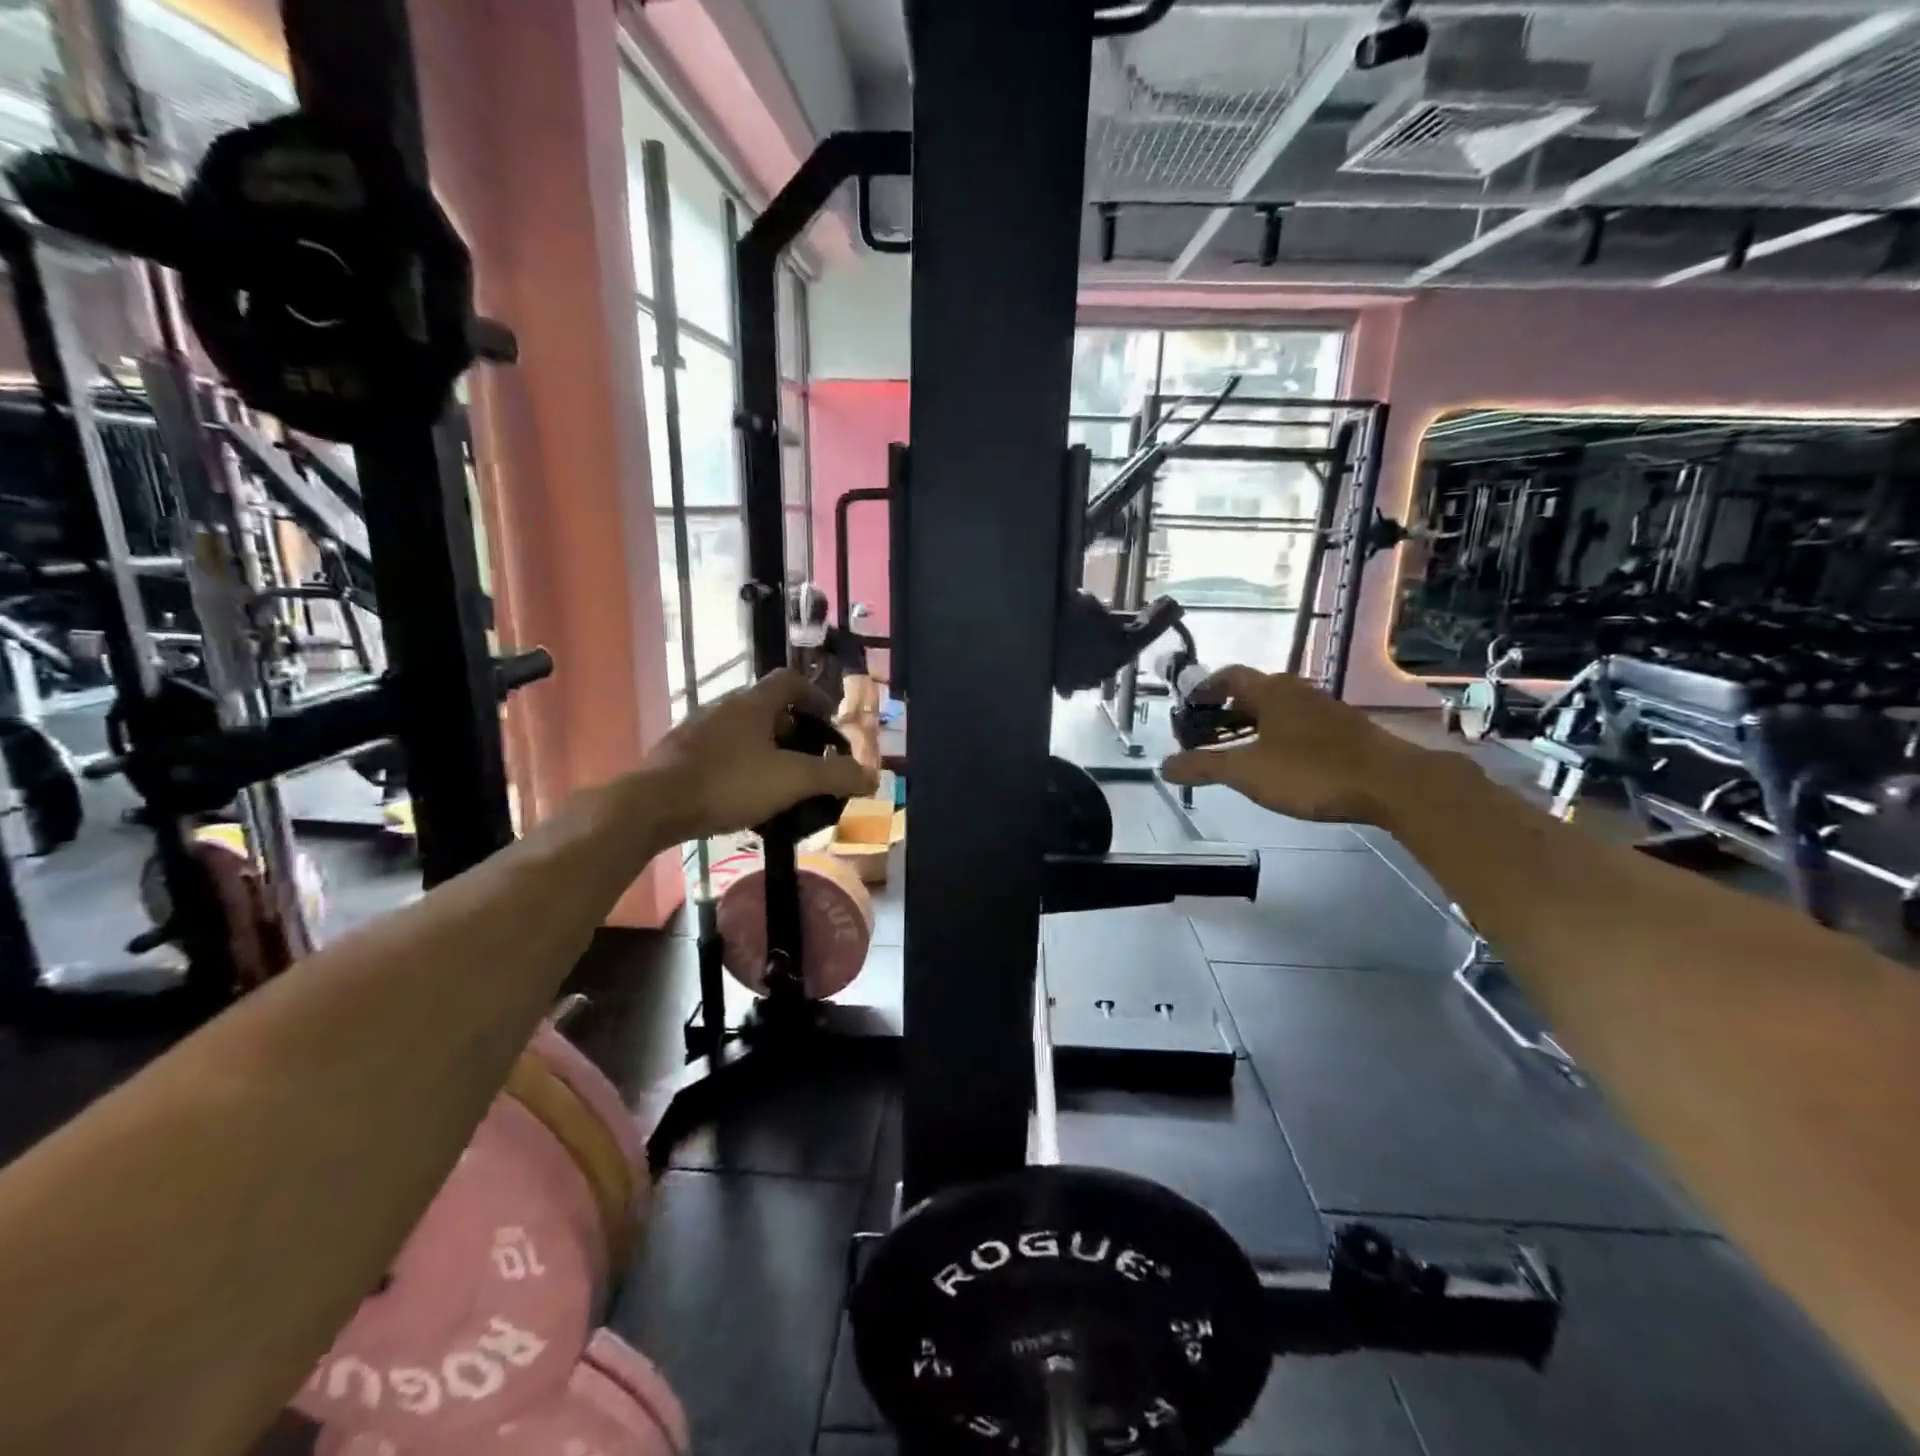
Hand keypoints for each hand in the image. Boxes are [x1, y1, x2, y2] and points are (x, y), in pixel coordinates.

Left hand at [640, 669, 878, 841]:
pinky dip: (741, 767)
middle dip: (794, 730)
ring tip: (780, 782)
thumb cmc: (728, 783)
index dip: (815, 696)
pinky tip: (744, 798)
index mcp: (753, 703)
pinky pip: (721, 753)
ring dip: (766, 750)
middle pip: (768, 708)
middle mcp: (724, 707)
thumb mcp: (792, 780)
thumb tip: (873, 777)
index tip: (829, 720)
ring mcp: (697, 730)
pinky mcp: (678, 755)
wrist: (653, 806)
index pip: (790, 680)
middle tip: (810, 759)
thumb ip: (836, 776)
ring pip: (743, 732)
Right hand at [1160, 666, 1420, 825]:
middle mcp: (1297, 692)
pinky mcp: (1344, 732)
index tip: (1186, 706)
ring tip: (1234, 752)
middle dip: (1224, 712)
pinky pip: (1297, 726)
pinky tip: (1275, 764)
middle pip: (1252, 693)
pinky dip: (1276, 738)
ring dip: (1251, 726)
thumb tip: (1163, 766)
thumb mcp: (1248, 772)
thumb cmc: (1312, 771)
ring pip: (1277, 711)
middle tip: (1203, 735)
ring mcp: (1325, 711)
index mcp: (1271, 691)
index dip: (1204, 689)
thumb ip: (1203, 767)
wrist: (1394, 784)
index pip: (1228, 676)